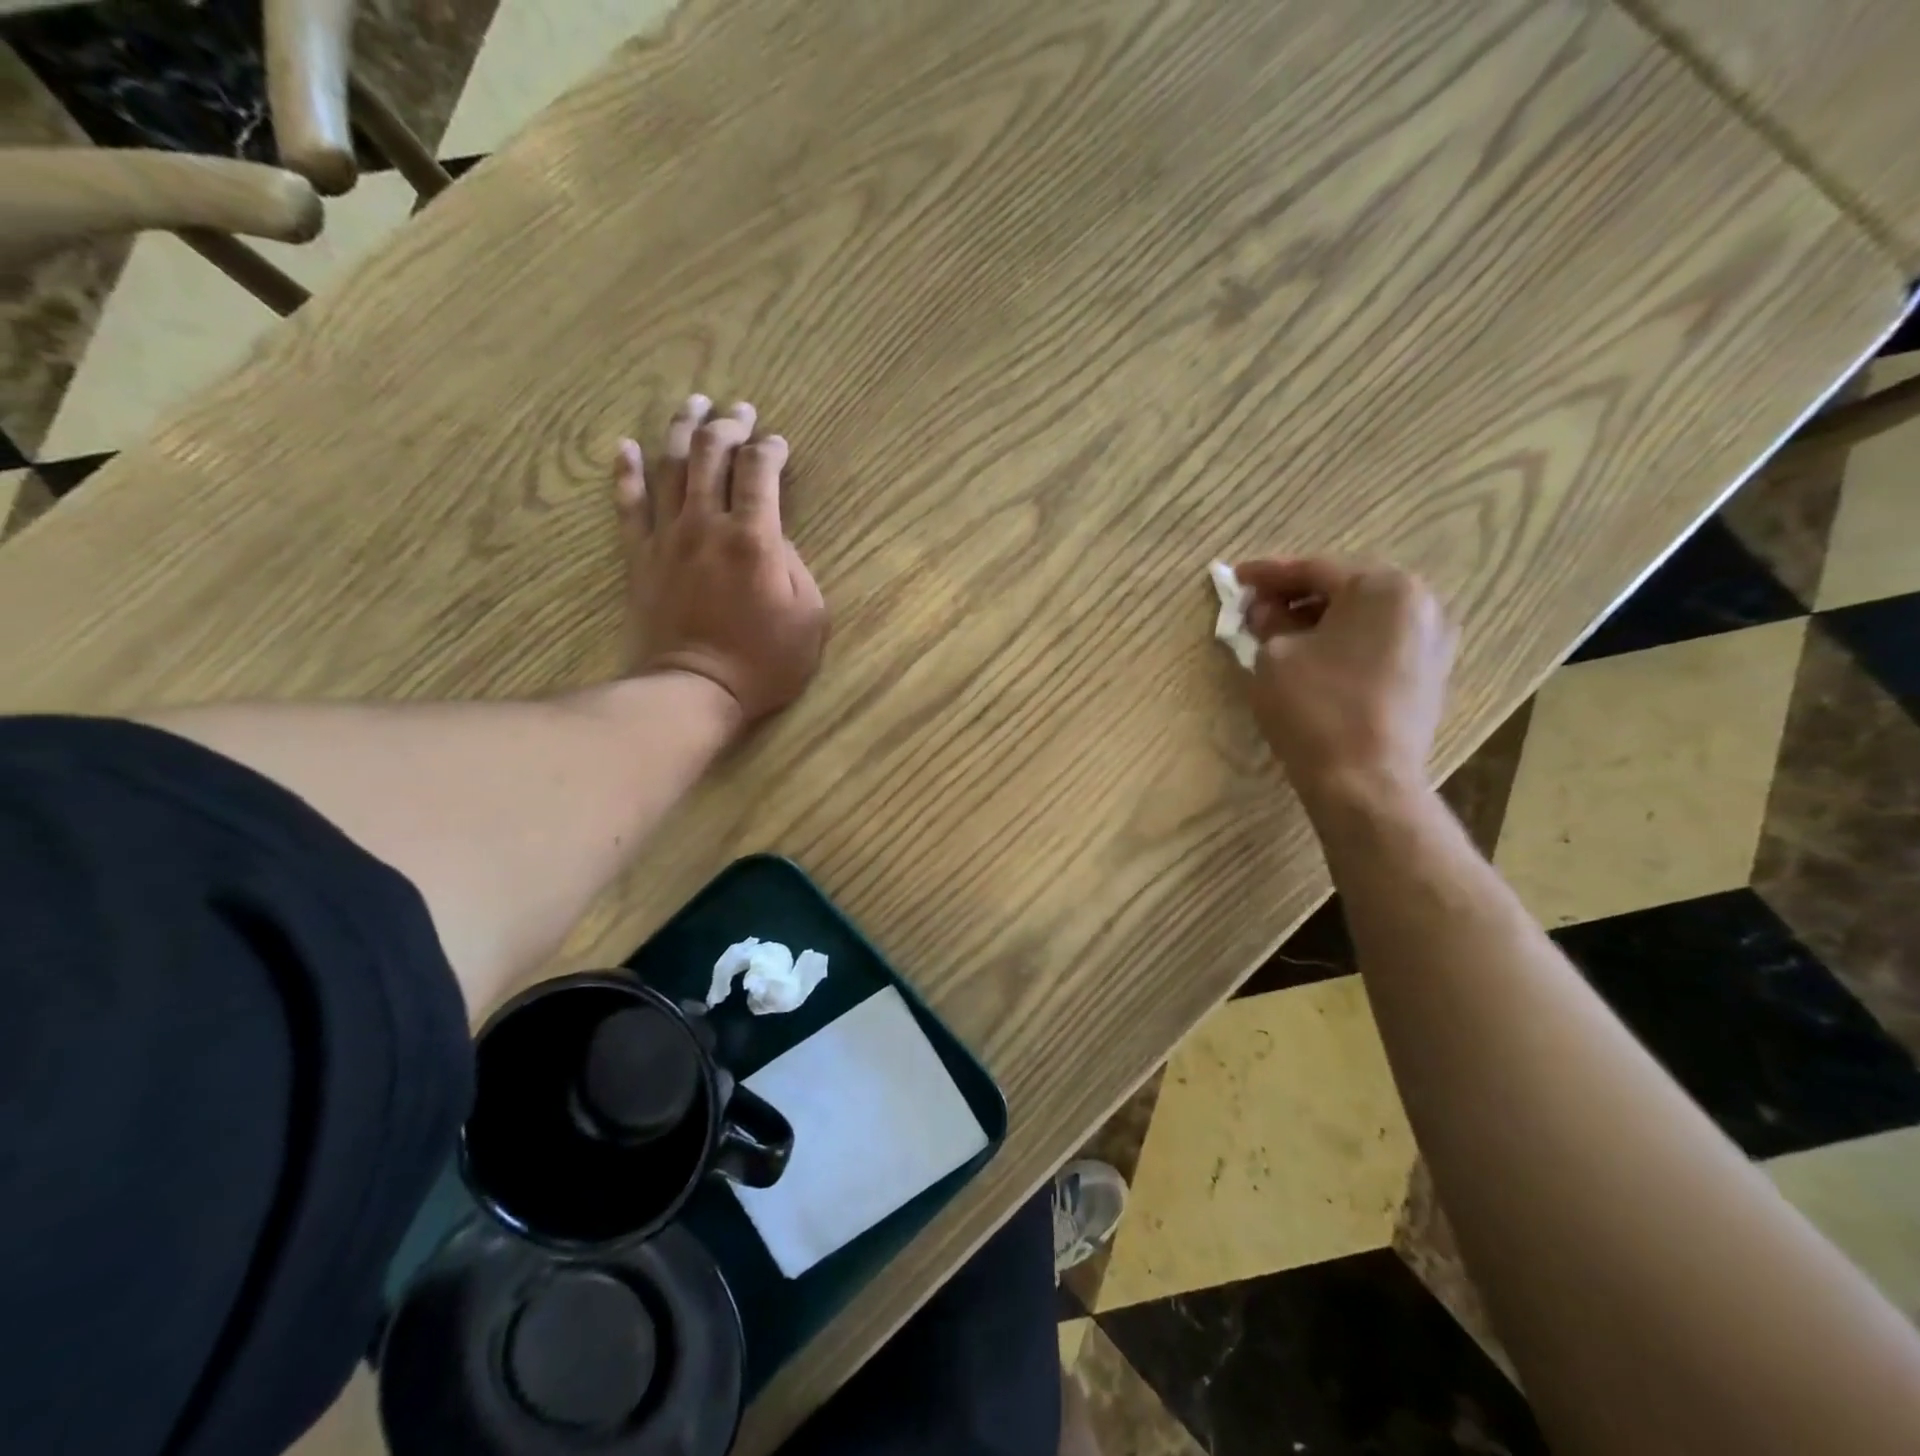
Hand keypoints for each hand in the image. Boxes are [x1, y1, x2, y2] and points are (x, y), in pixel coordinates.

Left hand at [616, 396, 827, 724]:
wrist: (695, 690)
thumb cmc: (763, 661)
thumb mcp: (808, 616)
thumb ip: (795, 565)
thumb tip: (774, 534)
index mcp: (753, 538)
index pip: (760, 472)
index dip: (771, 449)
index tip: (779, 444)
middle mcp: (708, 524)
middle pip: (712, 455)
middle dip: (728, 426)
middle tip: (739, 410)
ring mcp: (668, 537)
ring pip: (671, 467)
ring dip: (682, 429)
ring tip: (692, 403)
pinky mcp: (640, 557)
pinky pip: (629, 505)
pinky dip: (627, 472)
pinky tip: (626, 446)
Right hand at [1236, 557, 1455, 800]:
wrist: (1365, 781)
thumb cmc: (1315, 708)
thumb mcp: (1273, 656)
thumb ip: (1268, 623)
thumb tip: (1266, 612)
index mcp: (1384, 587)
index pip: (1314, 569)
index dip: (1268, 574)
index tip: (1236, 578)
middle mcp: (1421, 603)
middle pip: (1345, 587)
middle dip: (1296, 596)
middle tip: (1257, 607)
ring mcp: (1434, 639)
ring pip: (1364, 615)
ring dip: (1321, 619)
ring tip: (1281, 634)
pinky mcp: (1432, 673)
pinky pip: (1380, 641)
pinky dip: (1345, 641)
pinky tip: (1314, 657)